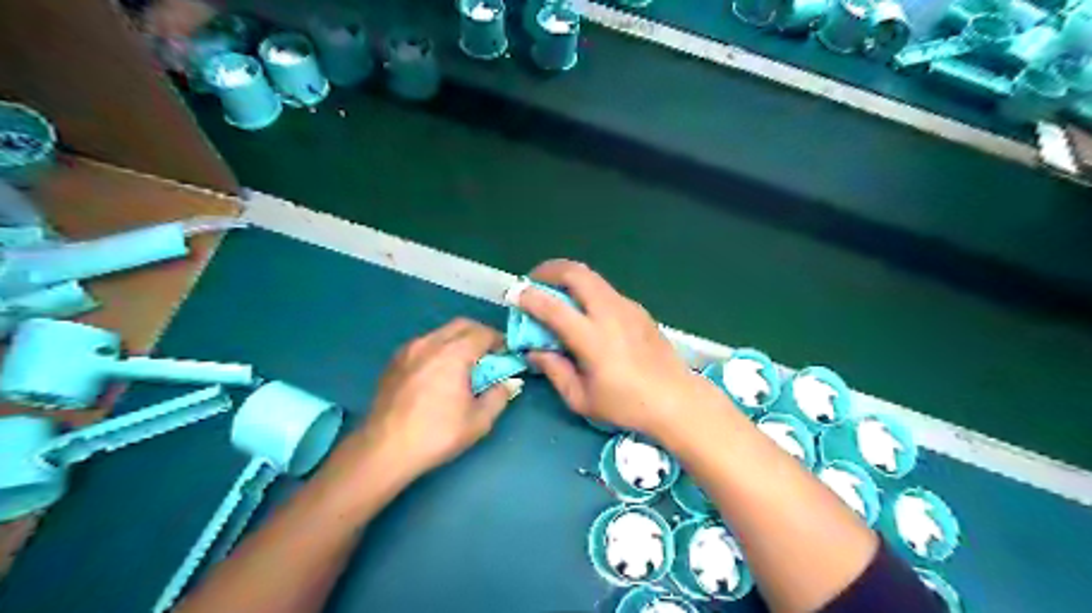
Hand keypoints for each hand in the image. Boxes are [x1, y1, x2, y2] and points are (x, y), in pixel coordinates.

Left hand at [349, 318, 519, 484]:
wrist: (384, 449)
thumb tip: (509, 383)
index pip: (483, 333)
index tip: (507, 354)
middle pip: (461, 325)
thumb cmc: (437, 434)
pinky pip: (423, 345)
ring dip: (458, 341)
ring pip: (440, 333)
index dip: (499, 340)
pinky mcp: (394, 362)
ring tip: (464, 365)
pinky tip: (438, 374)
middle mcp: (430, 343)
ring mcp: (408, 350)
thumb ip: (499, 396)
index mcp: (453, 353)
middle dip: (480, 335)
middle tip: (489, 355)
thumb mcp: (479, 420)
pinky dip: (438, 350)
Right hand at [515, 258, 722, 440]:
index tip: (514, 295)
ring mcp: (627, 307)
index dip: (529, 297)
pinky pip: (607, 291)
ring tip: (557, 293)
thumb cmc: (626, 405)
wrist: (676, 399)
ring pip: (593, 278)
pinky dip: (588, 291)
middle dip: (550, 270)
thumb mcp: (581, 399)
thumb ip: (554, 370)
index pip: (553, 307)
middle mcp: (610, 314)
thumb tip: (534, 351)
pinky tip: (587, 312)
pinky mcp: (639, 310)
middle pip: (577, 274)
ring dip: (570, 278)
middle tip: (535, 281)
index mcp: (593, 339)